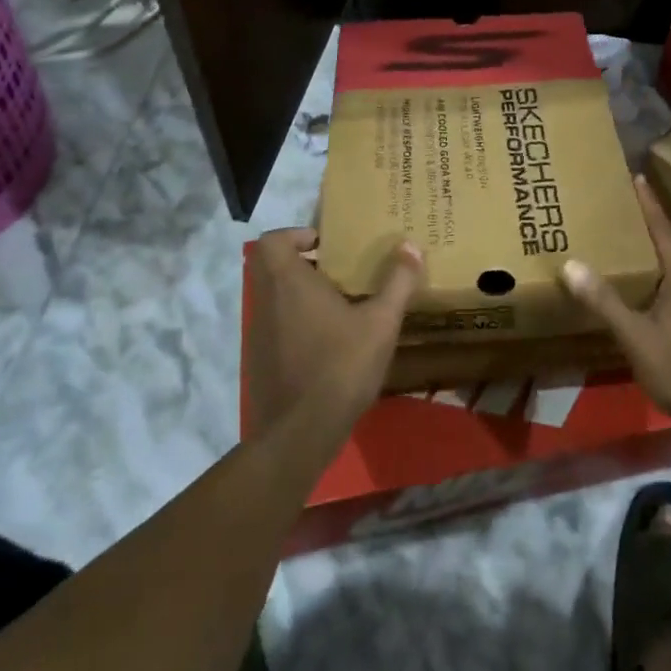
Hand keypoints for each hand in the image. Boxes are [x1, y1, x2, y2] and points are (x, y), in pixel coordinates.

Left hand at [247, 228, 422, 441]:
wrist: (300, 434)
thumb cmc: (340, 366)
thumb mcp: (381, 322)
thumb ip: (398, 282)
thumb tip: (411, 246)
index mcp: (289, 283)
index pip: (272, 241)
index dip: (295, 235)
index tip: (325, 244)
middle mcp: (266, 301)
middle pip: (270, 266)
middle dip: (301, 262)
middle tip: (338, 269)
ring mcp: (258, 333)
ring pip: (272, 296)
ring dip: (299, 292)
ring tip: (340, 304)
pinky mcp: (259, 361)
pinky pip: (274, 325)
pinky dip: (295, 321)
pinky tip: (328, 341)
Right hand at [561, 176, 670, 439]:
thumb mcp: (637, 337)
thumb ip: (605, 302)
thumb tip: (571, 264)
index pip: (661, 229)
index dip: (648, 203)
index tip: (636, 176)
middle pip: (667, 245)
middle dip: (644, 225)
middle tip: (617, 209)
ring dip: (650, 253)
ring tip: (623, 246)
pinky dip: (655, 277)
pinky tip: (641, 291)